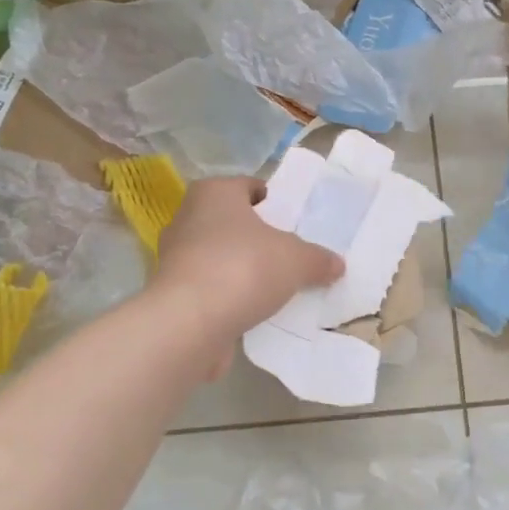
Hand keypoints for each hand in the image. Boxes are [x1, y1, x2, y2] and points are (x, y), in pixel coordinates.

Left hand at [152, 177, 343, 376]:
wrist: (189, 323)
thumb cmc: (244, 268)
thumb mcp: (296, 260)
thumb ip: (318, 259)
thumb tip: (337, 264)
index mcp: (215, 193)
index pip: (247, 186)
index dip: (271, 200)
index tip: (290, 220)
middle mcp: (188, 217)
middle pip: (230, 220)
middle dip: (255, 235)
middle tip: (286, 251)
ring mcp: (175, 256)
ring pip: (217, 255)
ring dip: (240, 267)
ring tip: (272, 284)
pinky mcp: (171, 292)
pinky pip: (209, 286)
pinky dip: (227, 294)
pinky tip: (251, 309)